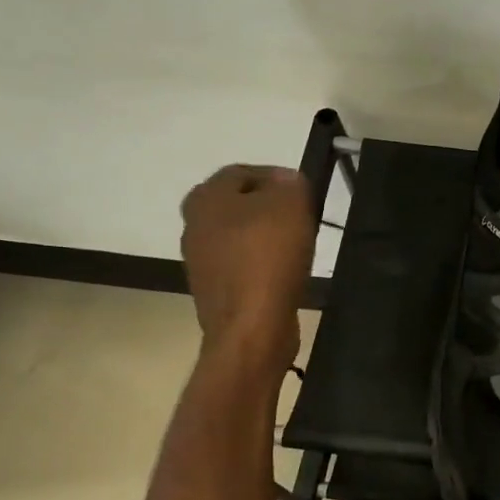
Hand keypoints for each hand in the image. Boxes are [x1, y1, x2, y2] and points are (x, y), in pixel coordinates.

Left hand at [180, 165, 314, 372]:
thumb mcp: (290, 204)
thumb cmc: (268, 257)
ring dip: (269, 238)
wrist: (251, 328)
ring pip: (241, 236)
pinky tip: (286, 273)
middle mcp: (193, 225)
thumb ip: (290, 183)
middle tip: (304, 218)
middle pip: (240, 205)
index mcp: (205, 197)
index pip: (243, 172)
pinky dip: (264, 265)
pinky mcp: (215, 290)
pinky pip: (243, 266)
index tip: (305, 193)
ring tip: (299, 246)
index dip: (278, 177)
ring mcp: (201, 261)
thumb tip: (286, 182)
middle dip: (272, 208)